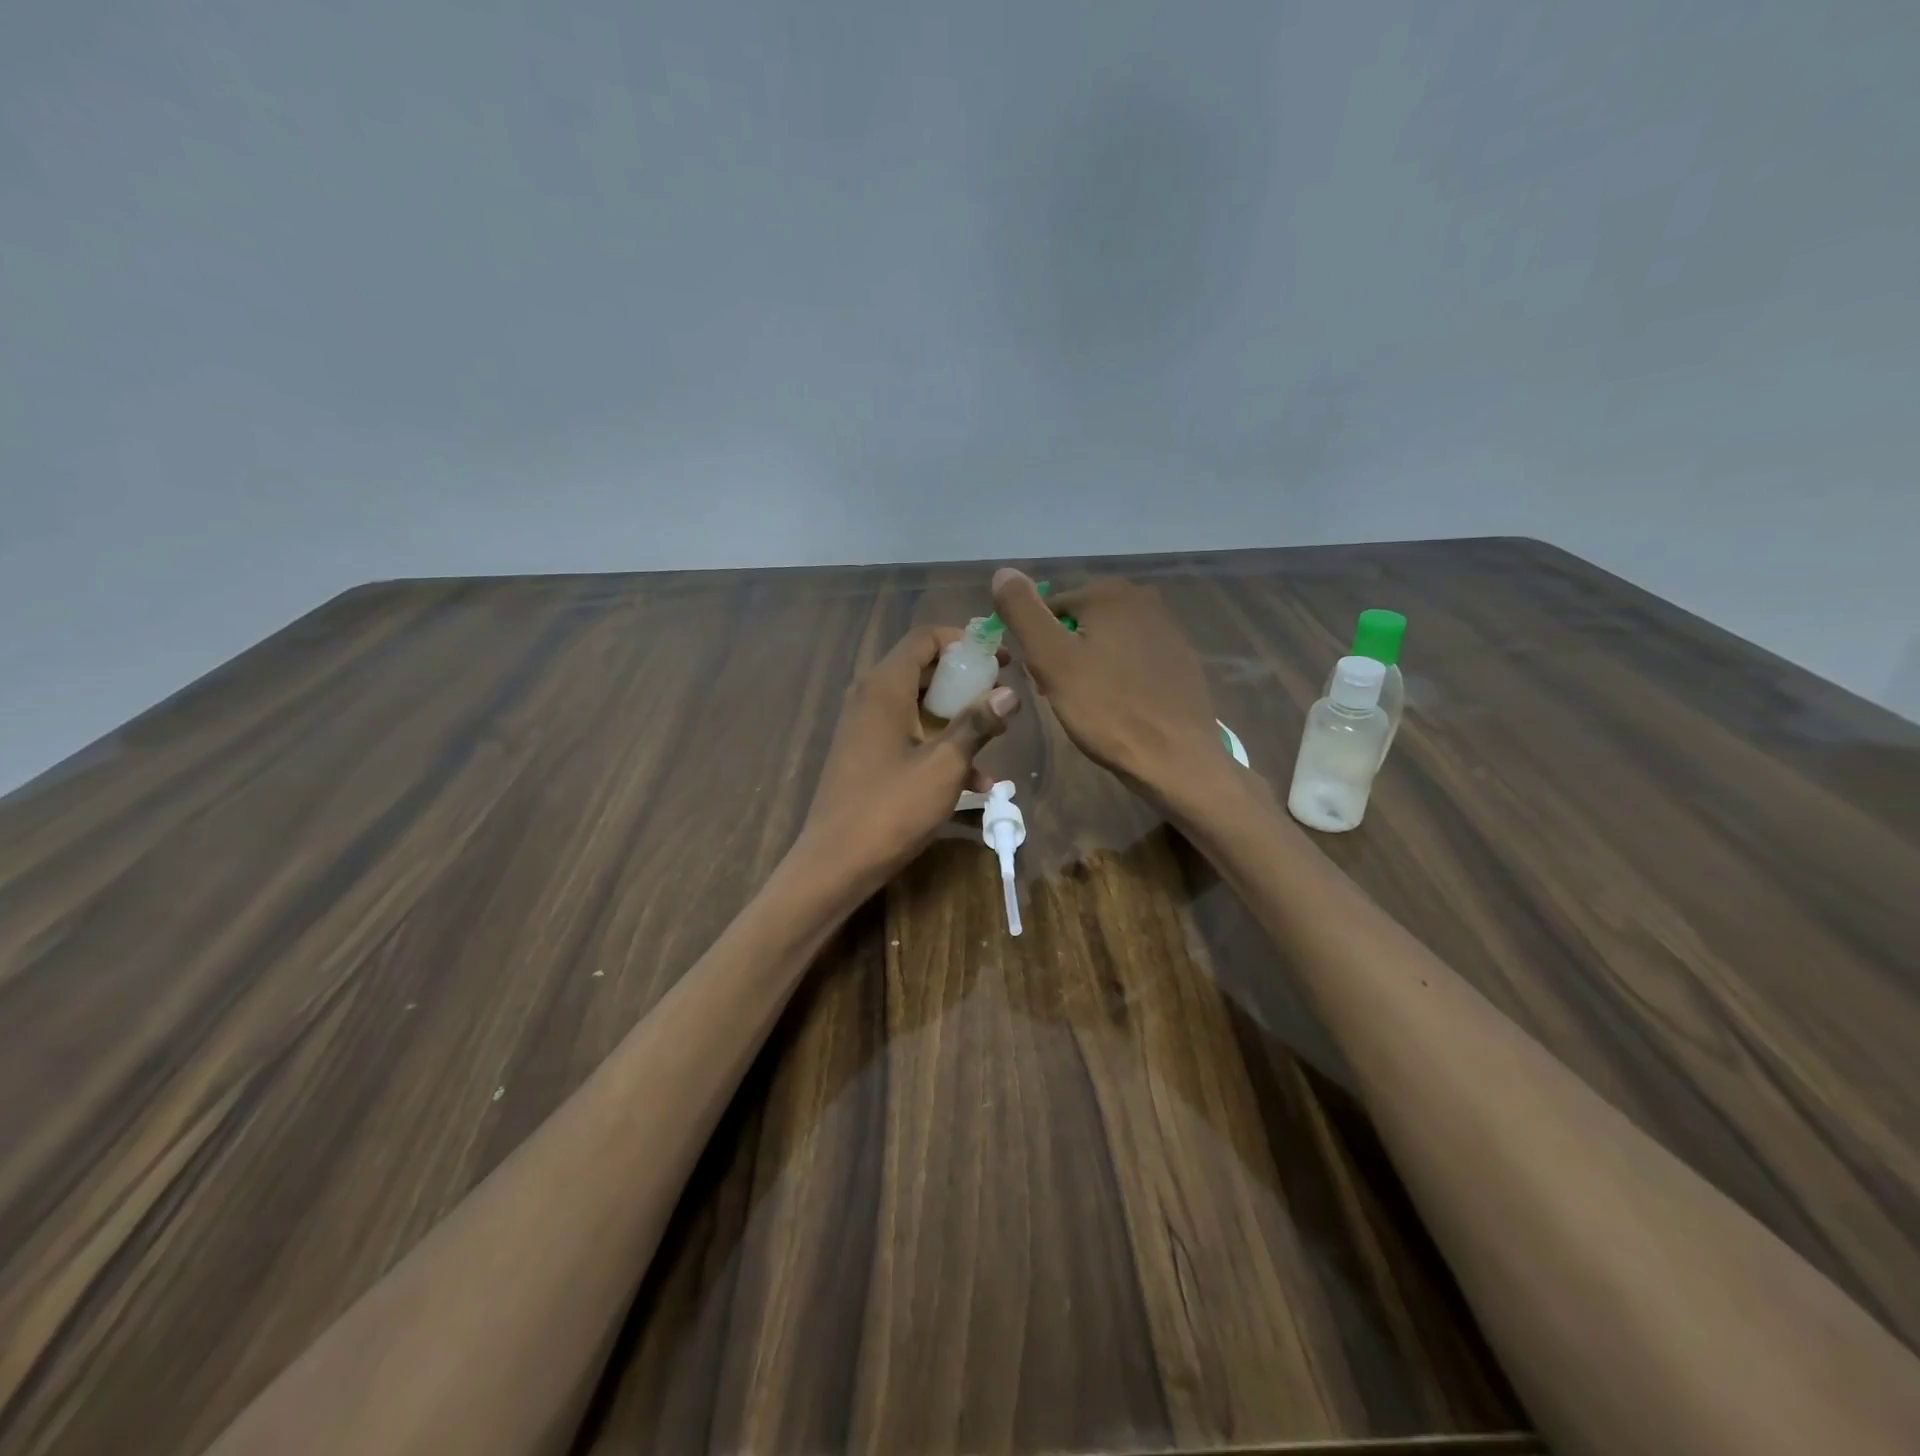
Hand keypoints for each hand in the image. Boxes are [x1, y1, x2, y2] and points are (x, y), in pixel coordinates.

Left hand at [795, 625, 1019, 897]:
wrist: (835, 864)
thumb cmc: (891, 808)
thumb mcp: (944, 766)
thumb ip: (977, 724)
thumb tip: (1010, 693)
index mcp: (884, 687)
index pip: (925, 638)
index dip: (964, 642)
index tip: (1000, 659)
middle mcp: (870, 698)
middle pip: (924, 670)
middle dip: (967, 681)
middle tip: (1003, 698)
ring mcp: (866, 728)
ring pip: (920, 706)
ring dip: (958, 719)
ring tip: (998, 736)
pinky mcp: (867, 756)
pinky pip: (909, 737)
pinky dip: (939, 748)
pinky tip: (977, 784)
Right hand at [991, 568, 1226, 809]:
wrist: (1175, 758)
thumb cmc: (1106, 709)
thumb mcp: (1051, 660)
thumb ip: (1023, 611)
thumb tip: (1002, 571)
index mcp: (1109, 592)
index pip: (1049, 608)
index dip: (1038, 645)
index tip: (1043, 681)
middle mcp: (1142, 598)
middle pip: (1080, 621)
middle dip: (1065, 653)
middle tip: (1066, 695)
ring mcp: (1167, 628)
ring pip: (1106, 639)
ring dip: (1091, 665)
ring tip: (1092, 704)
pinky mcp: (1181, 658)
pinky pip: (1133, 657)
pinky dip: (1120, 676)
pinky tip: (1120, 705)